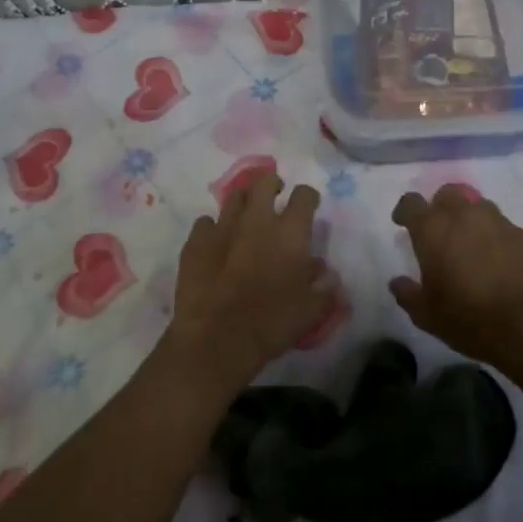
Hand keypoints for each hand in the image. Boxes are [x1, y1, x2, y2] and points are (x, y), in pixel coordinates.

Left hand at [166, 174, 331, 398]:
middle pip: (264, 182)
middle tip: (275, 196)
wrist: (216, 339)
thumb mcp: (310, 311)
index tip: (309, 206)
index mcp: (290, 233)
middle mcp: (257, 220)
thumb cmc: (271, 324)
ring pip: (233, 197)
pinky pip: (205, 223)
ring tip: (247, 215)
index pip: (304, 196)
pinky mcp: (195, 242)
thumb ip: (323, 288)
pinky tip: (216, 241)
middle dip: (272, 184)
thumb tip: (327, 274)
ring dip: (244, 201)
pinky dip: (213, 228)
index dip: (308, 197)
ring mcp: (222, 228)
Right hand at [390, 187, 522, 382]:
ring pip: (480, 207)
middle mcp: (466, 216)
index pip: (411, 202)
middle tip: (441, 233)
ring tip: (473, 246)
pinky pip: (507, 229)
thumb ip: (407, 294)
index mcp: (433, 230)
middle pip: (448, 194)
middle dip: (440, 207)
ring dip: (471, 221)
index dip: (405, 211)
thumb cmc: (468, 319)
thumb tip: (397, 282)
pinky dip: (500, 240)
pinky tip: (503, 263)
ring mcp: (501, 222)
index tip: (403, 223)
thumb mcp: (426, 315)